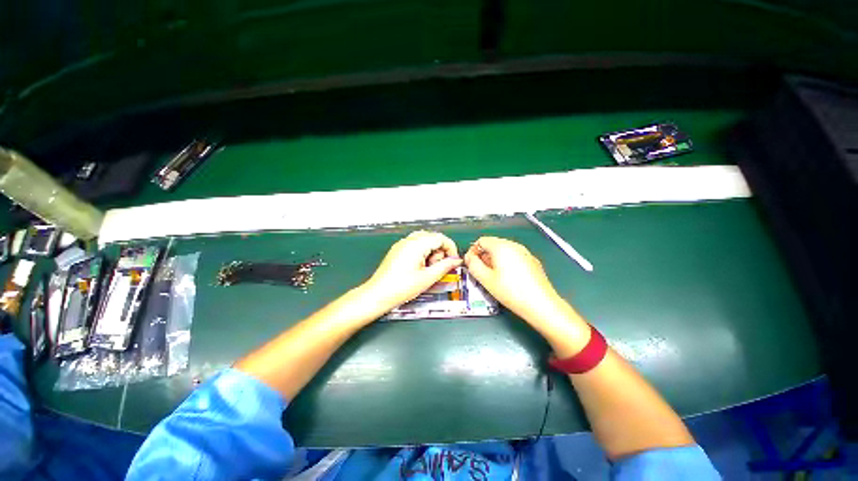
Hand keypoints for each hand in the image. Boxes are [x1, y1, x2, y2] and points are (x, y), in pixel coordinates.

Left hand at [361, 231, 462, 312]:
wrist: (378, 294)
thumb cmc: (401, 287)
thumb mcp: (428, 278)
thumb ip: (445, 267)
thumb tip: (456, 260)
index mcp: (417, 244)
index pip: (440, 238)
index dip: (450, 248)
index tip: (453, 261)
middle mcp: (408, 240)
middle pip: (432, 238)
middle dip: (439, 251)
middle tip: (437, 267)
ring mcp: (401, 244)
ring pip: (424, 241)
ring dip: (431, 252)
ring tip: (427, 269)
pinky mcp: (397, 250)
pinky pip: (415, 245)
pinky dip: (422, 253)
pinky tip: (419, 268)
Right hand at [464, 236, 567, 324]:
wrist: (540, 304)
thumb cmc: (511, 291)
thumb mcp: (485, 279)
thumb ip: (473, 265)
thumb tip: (469, 257)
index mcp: (501, 246)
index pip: (481, 240)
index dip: (473, 251)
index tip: (472, 264)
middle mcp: (514, 245)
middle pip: (493, 244)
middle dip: (484, 256)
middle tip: (482, 272)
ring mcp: (525, 252)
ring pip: (503, 250)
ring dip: (495, 259)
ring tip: (495, 276)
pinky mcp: (532, 260)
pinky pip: (514, 256)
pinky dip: (507, 262)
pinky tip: (509, 278)